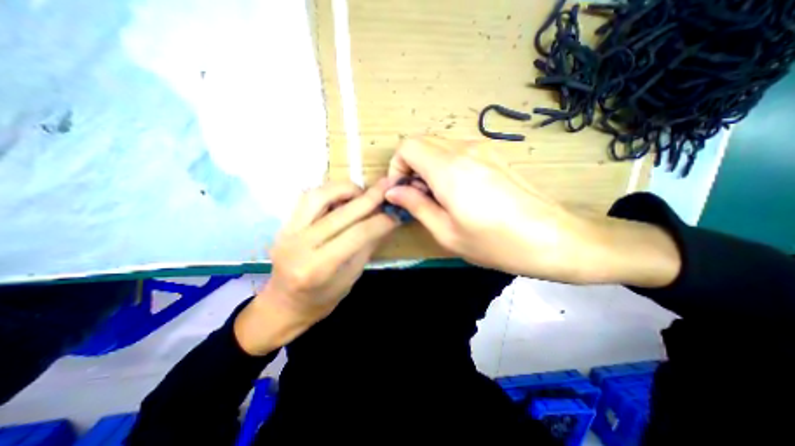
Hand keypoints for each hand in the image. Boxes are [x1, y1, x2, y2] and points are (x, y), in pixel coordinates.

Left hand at [233, 180, 397, 357]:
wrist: (283, 305)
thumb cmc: (321, 299)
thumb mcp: (351, 277)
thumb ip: (367, 246)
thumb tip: (386, 220)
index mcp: (319, 268)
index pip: (358, 234)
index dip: (381, 221)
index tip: (397, 214)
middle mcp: (300, 246)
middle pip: (341, 213)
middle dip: (370, 198)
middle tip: (388, 188)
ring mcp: (287, 232)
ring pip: (318, 196)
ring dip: (345, 189)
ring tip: (362, 193)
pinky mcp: (284, 224)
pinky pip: (307, 198)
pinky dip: (329, 191)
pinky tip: (342, 197)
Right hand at [384, 138, 588, 280]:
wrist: (554, 239)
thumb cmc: (496, 243)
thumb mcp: (446, 233)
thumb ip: (416, 206)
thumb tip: (393, 191)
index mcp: (449, 169)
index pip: (407, 146)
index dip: (397, 166)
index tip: (402, 191)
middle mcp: (464, 149)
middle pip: (421, 142)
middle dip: (411, 167)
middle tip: (419, 197)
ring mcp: (482, 148)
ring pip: (439, 145)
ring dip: (428, 166)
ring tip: (439, 197)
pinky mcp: (494, 153)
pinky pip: (457, 151)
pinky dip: (445, 165)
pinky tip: (458, 191)